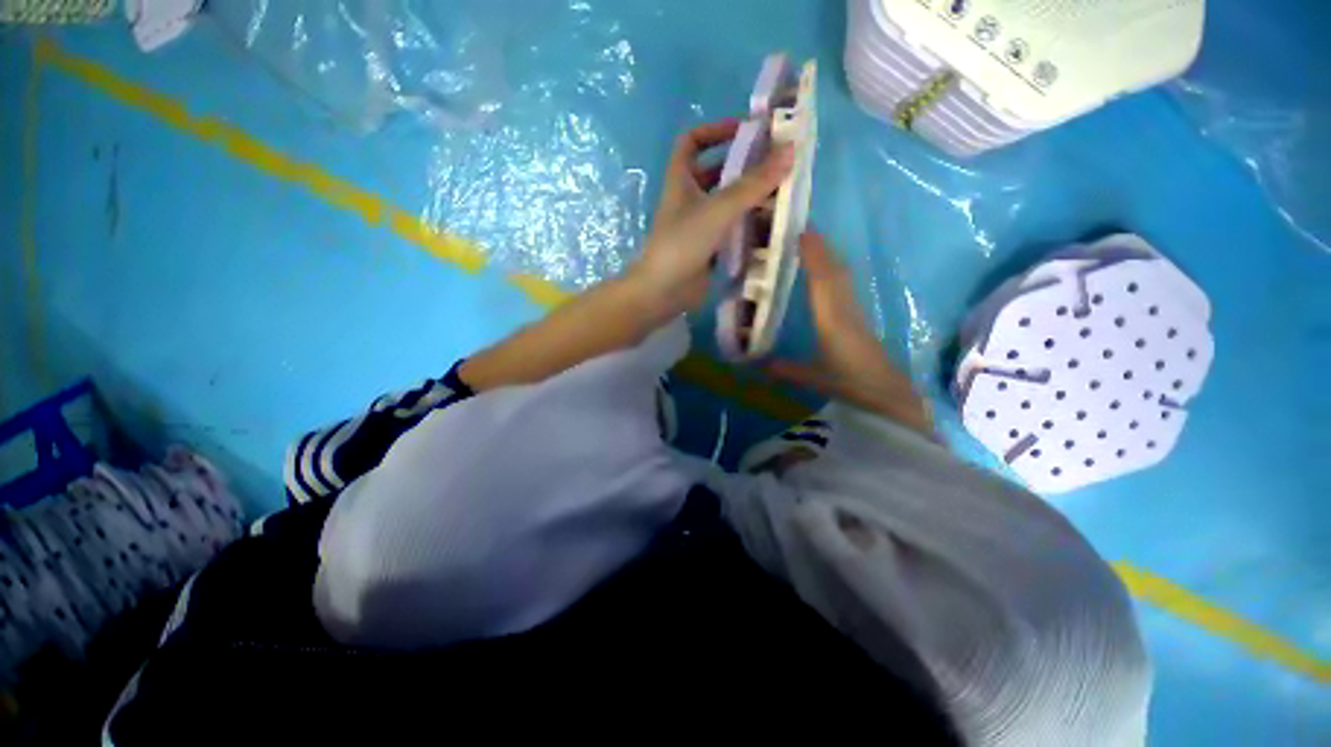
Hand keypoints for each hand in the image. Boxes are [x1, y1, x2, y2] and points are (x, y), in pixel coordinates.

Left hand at [628, 119, 793, 322]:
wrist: (664, 292)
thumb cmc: (683, 243)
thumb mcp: (718, 209)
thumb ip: (753, 184)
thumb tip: (789, 151)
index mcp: (681, 180)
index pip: (691, 141)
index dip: (715, 129)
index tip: (746, 131)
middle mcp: (689, 200)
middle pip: (717, 173)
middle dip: (745, 167)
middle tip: (777, 166)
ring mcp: (698, 226)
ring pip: (727, 204)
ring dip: (751, 199)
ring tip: (783, 196)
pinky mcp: (708, 249)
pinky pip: (731, 230)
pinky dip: (748, 226)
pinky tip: (771, 227)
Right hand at [767, 233, 932, 434]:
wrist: (893, 391)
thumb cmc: (855, 383)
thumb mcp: (816, 379)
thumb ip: (787, 370)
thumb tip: (757, 365)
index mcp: (832, 320)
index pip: (822, 281)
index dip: (812, 256)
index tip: (800, 234)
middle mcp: (844, 309)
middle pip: (833, 271)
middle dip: (820, 248)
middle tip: (802, 229)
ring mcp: (854, 311)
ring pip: (841, 276)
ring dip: (828, 256)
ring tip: (812, 242)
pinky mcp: (859, 316)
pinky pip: (844, 285)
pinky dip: (833, 271)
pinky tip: (827, 271)